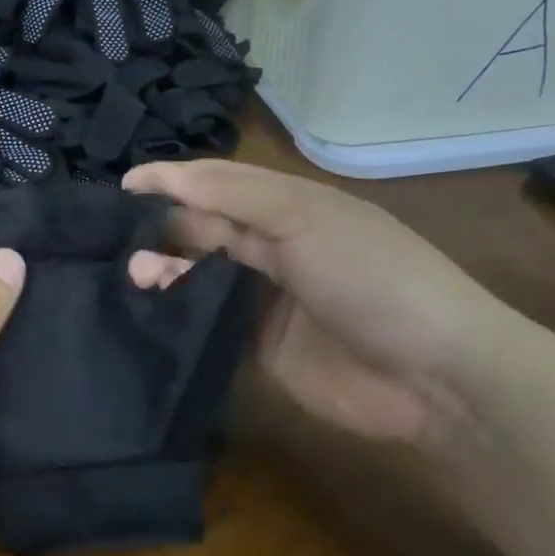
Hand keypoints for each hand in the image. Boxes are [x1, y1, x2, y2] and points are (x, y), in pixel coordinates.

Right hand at [122, 160, 507, 443]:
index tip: (122, 187)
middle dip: (163, 226)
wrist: (432, 376)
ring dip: (166, 268)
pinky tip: (154, 306)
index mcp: (288, 206)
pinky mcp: (258, 345)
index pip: (218, 182)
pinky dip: (179, 312)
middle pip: (204, 227)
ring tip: (137, 275)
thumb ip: (233, 198)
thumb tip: (169, 180)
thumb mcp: (304, 219)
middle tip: (121, 241)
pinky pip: (208, 322)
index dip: (172, 180)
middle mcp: (273, 246)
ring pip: (200, 273)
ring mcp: (265, 298)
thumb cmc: (370, 276)